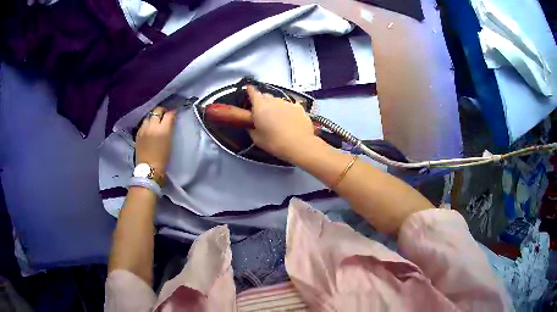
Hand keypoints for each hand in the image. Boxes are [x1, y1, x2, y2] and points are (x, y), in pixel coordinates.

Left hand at [135, 107, 176, 174]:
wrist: (148, 170)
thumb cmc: (163, 159)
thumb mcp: (170, 143)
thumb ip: (169, 129)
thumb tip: (170, 121)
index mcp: (163, 130)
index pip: (169, 114)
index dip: (173, 112)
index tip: (175, 113)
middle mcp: (152, 126)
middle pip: (157, 111)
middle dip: (162, 111)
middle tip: (165, 115)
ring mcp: (143, 129)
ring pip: (149, 116)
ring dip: (153, 116)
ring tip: (156, 120)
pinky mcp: (138, 134)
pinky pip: (143, 123)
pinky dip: (147, 123)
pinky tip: (149, 127)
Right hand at [246, 86, 315, 160]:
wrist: (299, 144)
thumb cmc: (274, 142)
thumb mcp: (256, 138)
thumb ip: (251, 128)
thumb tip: (250, 124)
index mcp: (260, 106)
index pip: (252, 92)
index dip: (249, 91)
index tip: (248, 92)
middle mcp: (273, 100)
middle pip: (266, 95)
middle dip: (262, 101)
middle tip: (262, 112)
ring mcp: (288, 103)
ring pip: (278, 100)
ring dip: (276, 106)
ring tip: (278, 118)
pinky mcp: (299, 108)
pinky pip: (290, 106)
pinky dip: (288, 110)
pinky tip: (290, 119)